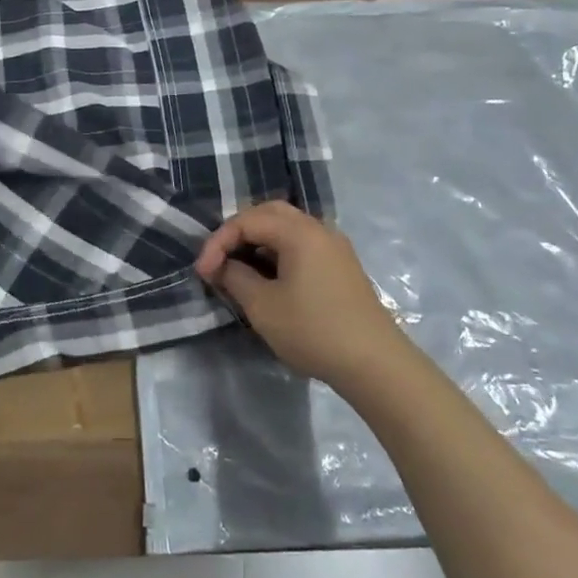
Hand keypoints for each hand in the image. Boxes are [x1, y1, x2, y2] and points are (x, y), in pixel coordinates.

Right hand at [196, 200, 411, 391]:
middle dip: (238, 233)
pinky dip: (278, 253)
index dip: (218, 242)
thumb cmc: (313, 330)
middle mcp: (319, 229)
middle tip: (218, 258)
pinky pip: (302, 245)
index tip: (202, 272)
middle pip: (269, 213)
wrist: (375, 364)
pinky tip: (268, 278)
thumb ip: (235, 277)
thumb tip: (223, 266)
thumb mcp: (263, 307)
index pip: (247, 220)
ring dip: (258, 242)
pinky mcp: (341, 266)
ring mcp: (334, 247)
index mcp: (299, 232)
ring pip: (287, 229)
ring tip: (238, 269)